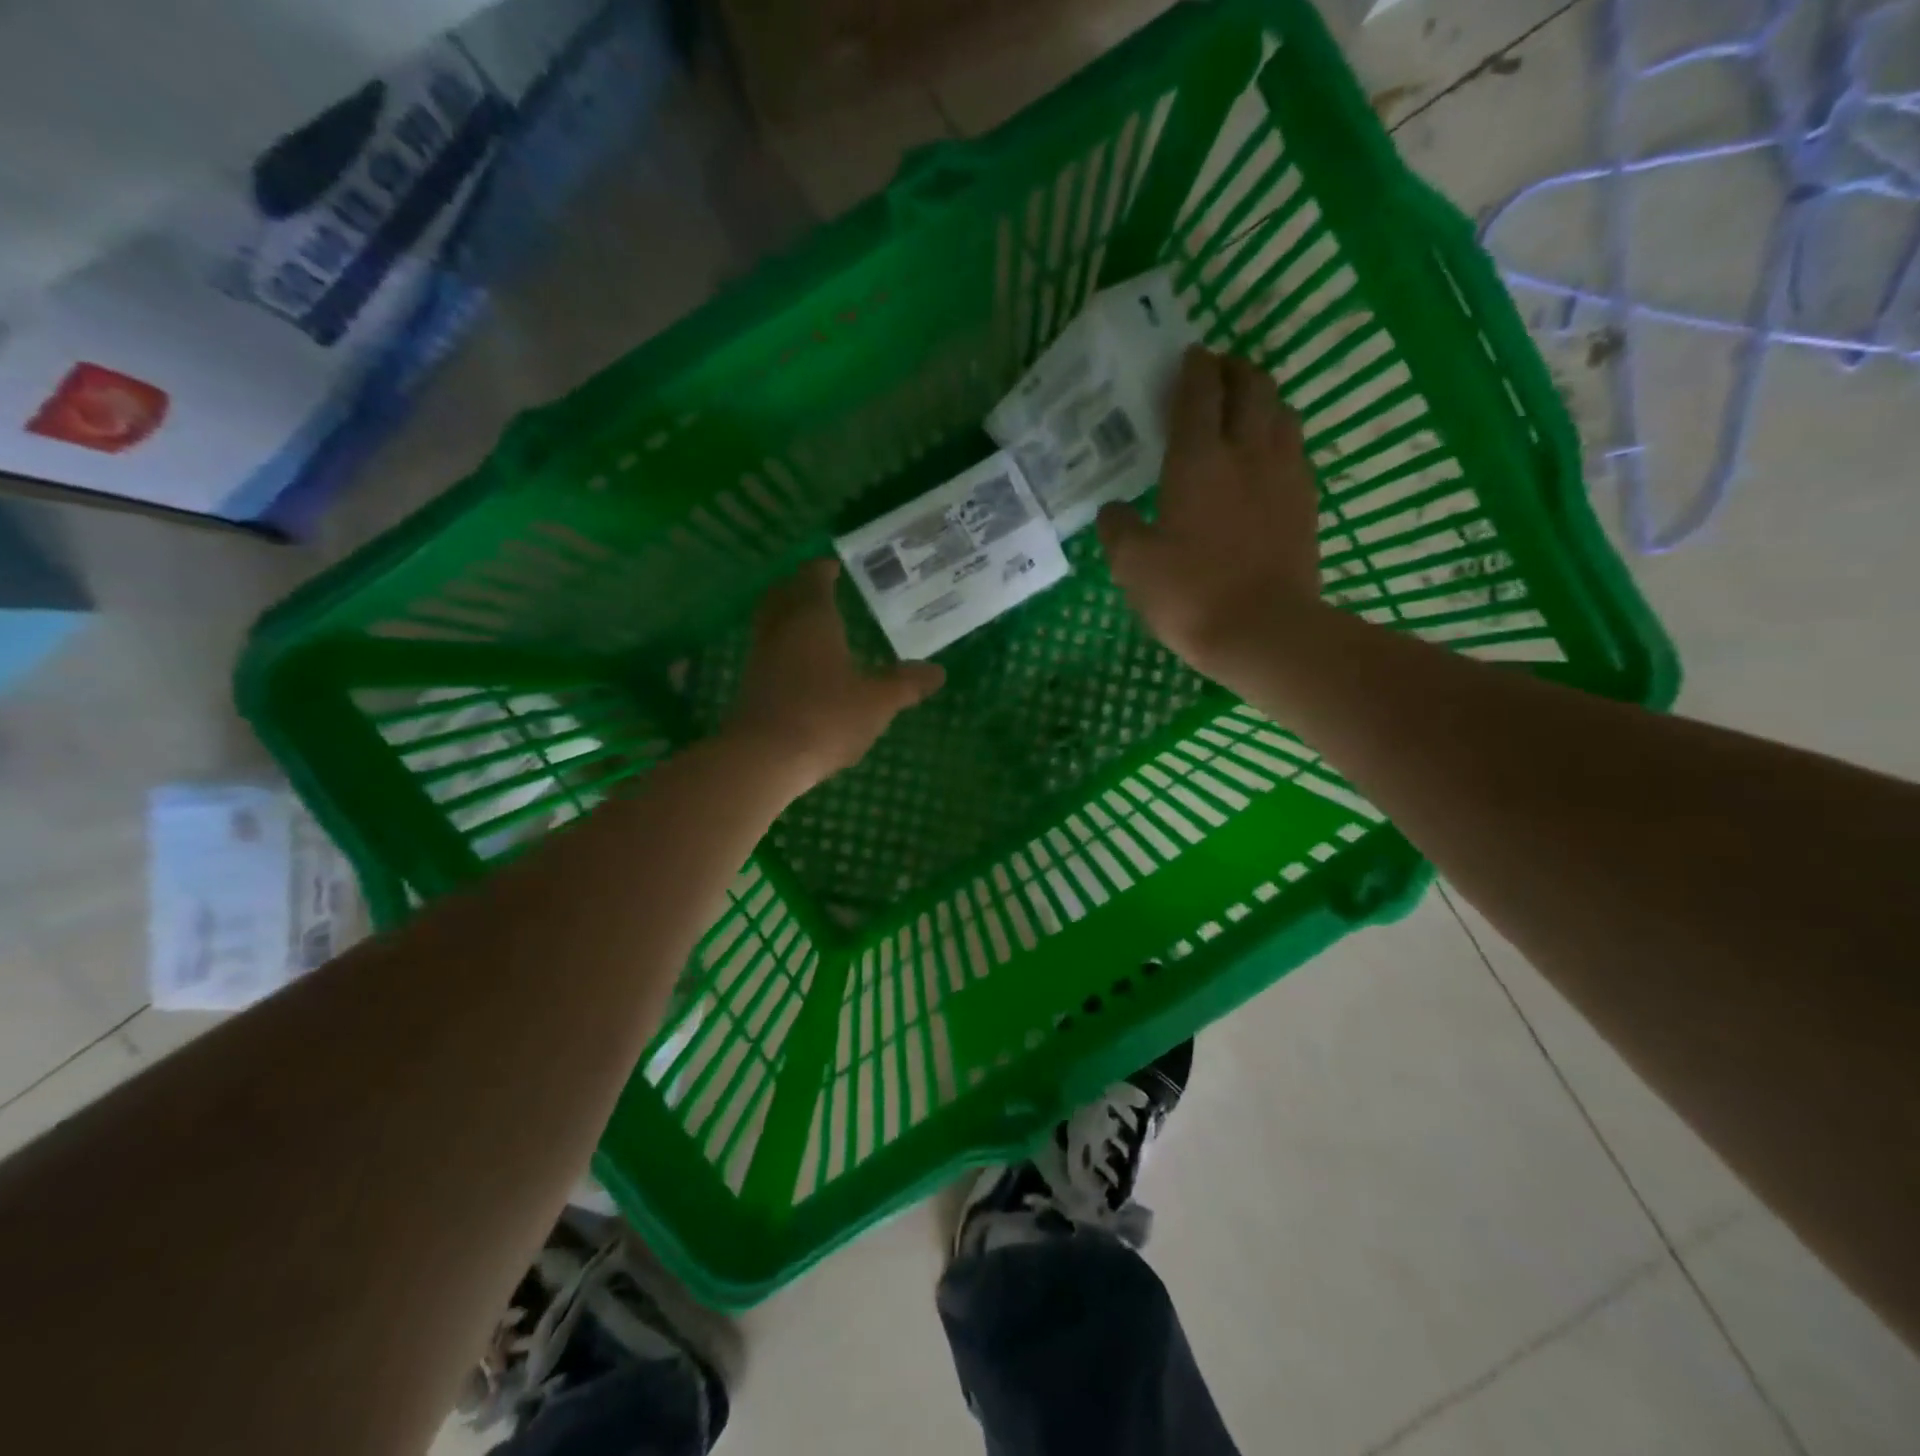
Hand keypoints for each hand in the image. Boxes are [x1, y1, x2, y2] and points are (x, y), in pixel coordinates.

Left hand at [727, 559, 944, 788]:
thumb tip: (938, 671)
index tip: (836, 566)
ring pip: (771, 621)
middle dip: (800, 586)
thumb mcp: (877, 702)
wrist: (764, 758)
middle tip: (821, 588)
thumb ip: (906, 684)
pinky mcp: (751, 684)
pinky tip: (802, 664)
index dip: (824, 569)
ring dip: (788, 615)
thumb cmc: (825, 717)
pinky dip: (783, 645)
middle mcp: (781, 628)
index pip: (814, 577)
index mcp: (813, 618)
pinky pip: (768, 649)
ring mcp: (761, 656)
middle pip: (783, 593)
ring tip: (814, 624)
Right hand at [1096, 347, 1320, 678]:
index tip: (1185, 358)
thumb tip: (1113, 510)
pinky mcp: (1306, 500)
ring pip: (1280, 410)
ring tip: (1241, 410)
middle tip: (1213, 375)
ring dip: (1260, 398)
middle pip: (1251, 384)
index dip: (1192, 367)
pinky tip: (1262, 458)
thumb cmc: (1191, 595)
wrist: (1264, 632)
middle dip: (1232, 369)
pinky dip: (1277, 435)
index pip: (1199, 391)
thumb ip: (1118, 529)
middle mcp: (1247, 451)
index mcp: (1198, 459)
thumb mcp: (1134, 566)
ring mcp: (1285, 473)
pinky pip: (1294, 447)